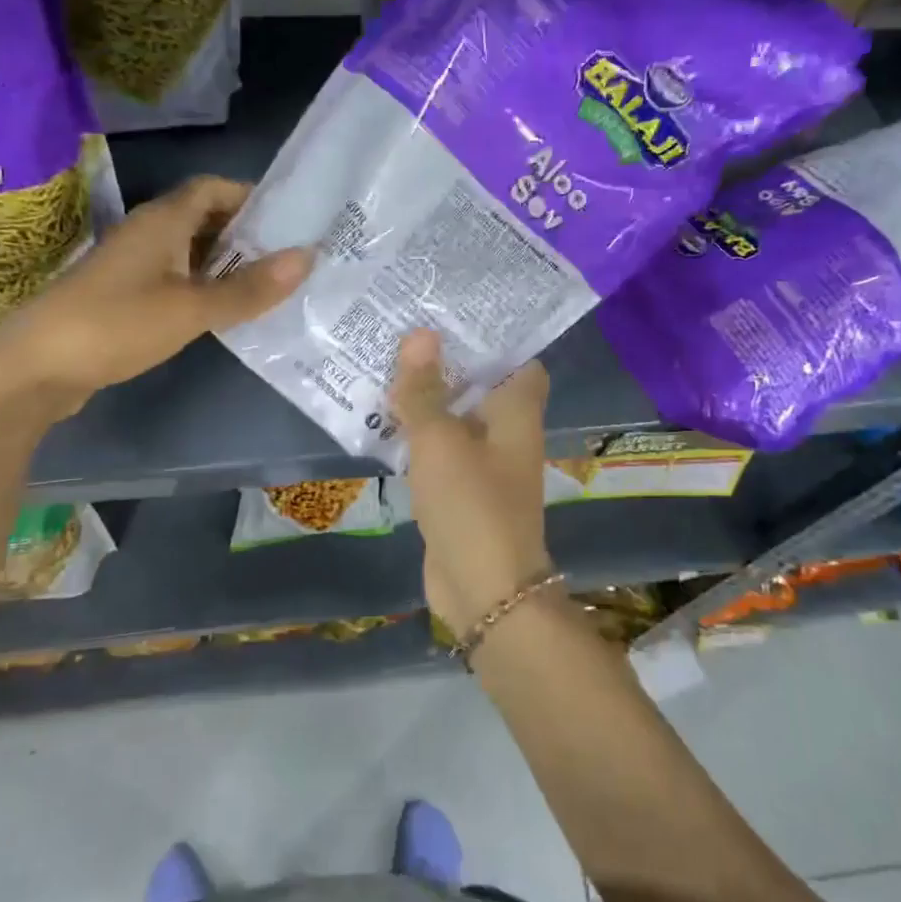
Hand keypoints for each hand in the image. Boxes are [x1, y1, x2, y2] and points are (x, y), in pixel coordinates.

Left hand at [0, 175, 309, 415]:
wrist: (35, 369)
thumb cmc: (116, 326)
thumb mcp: (191, 309)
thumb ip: (249, 287)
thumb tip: (307, 256)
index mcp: (162, 222)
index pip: (212, 188)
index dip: (250, 196)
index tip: (289, 218)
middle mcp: (147, 234)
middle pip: (203, 218)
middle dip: (246, 233)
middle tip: (290, 256)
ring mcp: (132, 266)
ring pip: (190, 251)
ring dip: (226, 262)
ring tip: (269, 284)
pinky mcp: (124, 296)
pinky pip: (175, 278)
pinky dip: (203, 286)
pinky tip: (225, 311)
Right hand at [391, 329, 552, 634]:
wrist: (483, 589)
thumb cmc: (471, 504)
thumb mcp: (440, 441)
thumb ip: (426, 391)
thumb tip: (420, 334)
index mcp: (516, 412)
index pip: (518, 359)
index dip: (491, 335)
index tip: (453, 312)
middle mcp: (506, 432)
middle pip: (479, 384)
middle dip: (445, 361)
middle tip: (404, 327)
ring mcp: (483, 463)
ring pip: (455, 416)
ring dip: (427, 396)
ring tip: (385, 360)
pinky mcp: (460, 489)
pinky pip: (439, 448)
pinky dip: (417, 432)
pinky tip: (382, 416)